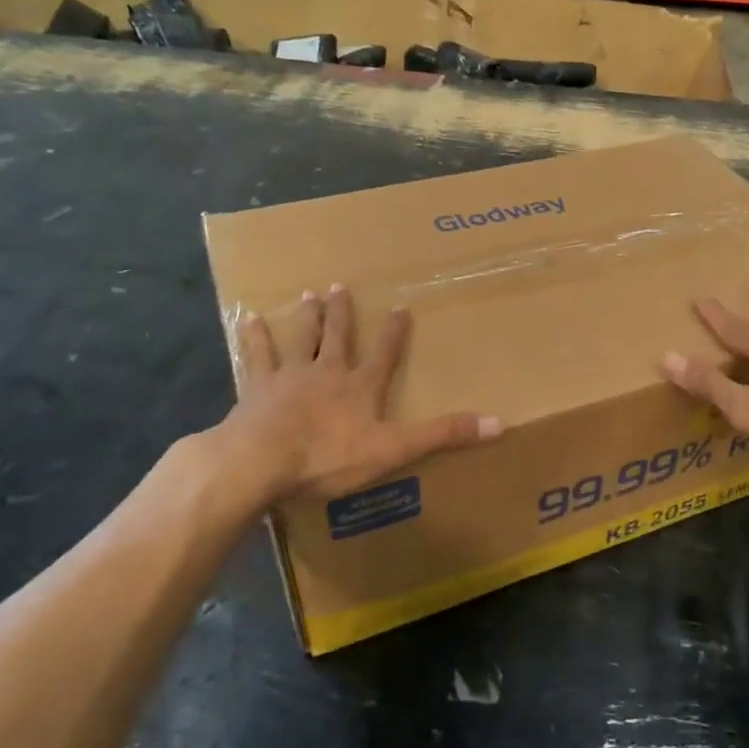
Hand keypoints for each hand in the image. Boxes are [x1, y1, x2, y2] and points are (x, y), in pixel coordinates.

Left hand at [224, 284, 500, 499]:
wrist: (261, 460)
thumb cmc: (329, 457)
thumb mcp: (394, 450)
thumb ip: (442, 435)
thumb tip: (499, 423)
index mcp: (360, 388)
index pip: (384, 355)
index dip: (394, 333)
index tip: (401, 307)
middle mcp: (327, 372)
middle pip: (337, 337)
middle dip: (343, 314)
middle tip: (341, 287)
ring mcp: (289, 377)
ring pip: (301, 340)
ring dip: (306, 317)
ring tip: (308, 294)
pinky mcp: (257, 389)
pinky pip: (258, 357)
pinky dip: (255, 338)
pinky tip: (249, 319)